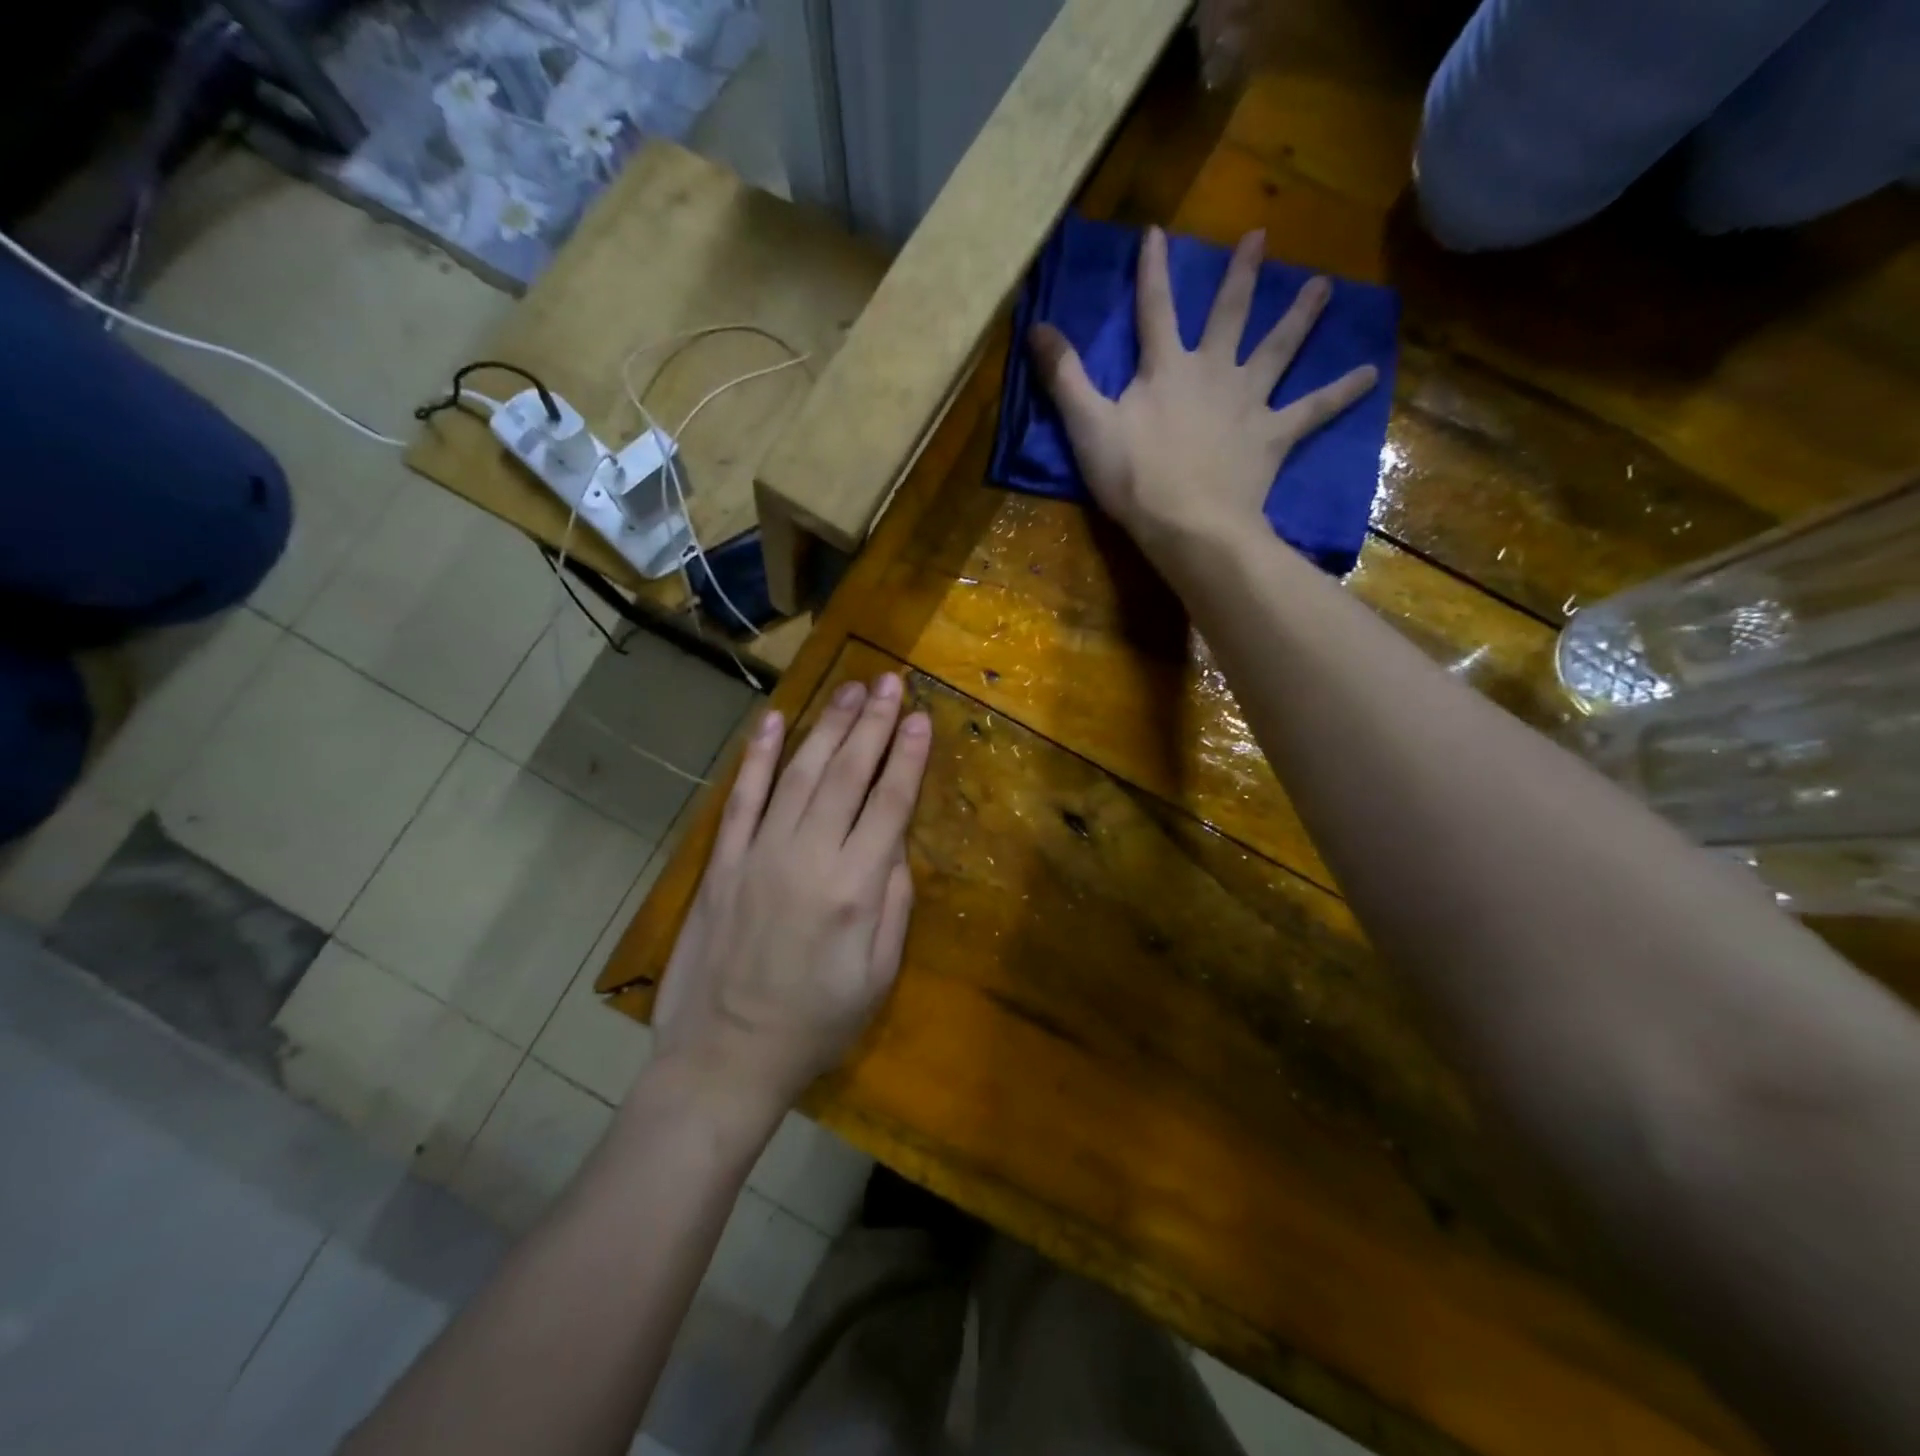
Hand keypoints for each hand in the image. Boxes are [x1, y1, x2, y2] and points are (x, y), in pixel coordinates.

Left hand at [652, 674, 931, 1121]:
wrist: (722, 1058)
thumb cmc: (814, 1024)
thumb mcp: (877, 977)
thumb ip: (894, 905)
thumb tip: (896, 846)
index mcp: (855, 888)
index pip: (890, 804)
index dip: (909, 757)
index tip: (923, 717)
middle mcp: (808, 857)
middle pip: (847, 775)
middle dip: (874, 724)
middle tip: (891, 682)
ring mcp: (759, 853)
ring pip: (800, 774)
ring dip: (828, 727)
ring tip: (851, 690)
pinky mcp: (724, 862)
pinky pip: (743, 798)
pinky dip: (759, 757)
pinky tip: (774, 721)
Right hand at [1029, 226, 1377, 565]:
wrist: (1188, 523)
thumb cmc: (1134, 478)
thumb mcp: (1087, 426)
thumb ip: (1064, 376)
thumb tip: (1037, 326)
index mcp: (1165, 368)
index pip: (1155, 309)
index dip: (1153, 271)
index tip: (1157, 232)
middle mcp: (1212, 372)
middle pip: (1229, 315)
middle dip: (1241, 275)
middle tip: (1262, 237)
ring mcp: (1248, 402)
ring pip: (1277, 350)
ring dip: (1300, 318)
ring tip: (1325, 288)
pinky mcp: (1273, 436)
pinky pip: (1312, 410)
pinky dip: (1340, 393)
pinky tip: (1370, 375)